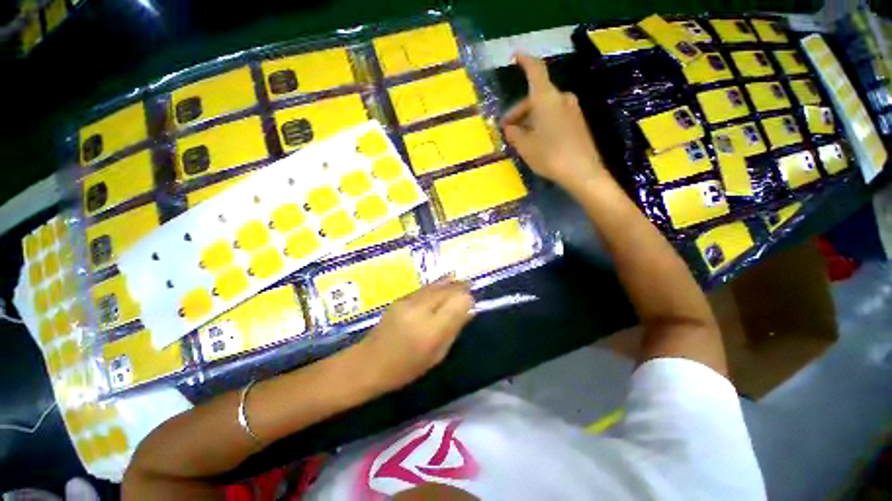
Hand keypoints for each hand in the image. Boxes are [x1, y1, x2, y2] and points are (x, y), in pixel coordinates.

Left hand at [359, 278, 473, 391]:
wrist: (369, 362)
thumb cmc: (406, 368)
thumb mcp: (437, 355)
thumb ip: (454, 329)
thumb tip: (470, 311)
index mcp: (431, 329)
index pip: (459, 302)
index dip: (467, 300)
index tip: (470, 306)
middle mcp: (420, 310)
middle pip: (448, 289)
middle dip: (461, 287)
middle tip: (470, 287)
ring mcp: (408, 301)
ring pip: (436, 285)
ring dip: (450, 283)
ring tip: (460, 280)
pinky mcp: (401, 297)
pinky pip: (425, 288)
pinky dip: (437, 285)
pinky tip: (444, 282)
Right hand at [501, 53, 605, 192]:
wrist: (582, 172)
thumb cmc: (549, 155)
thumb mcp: (525, 146)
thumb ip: (514, 134)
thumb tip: (509, 127)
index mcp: (546, 99)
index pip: (535, 71)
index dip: (525, 61)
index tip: (516, 56)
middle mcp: (561, 98)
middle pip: (536, 96)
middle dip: (519, 110)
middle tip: (507, 128)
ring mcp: (572, 110)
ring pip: (546, 107)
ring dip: (530, 118)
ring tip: (521, 137)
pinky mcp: (578, 122)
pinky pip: (556, 115)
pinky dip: (543, 122)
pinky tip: (537, 139)